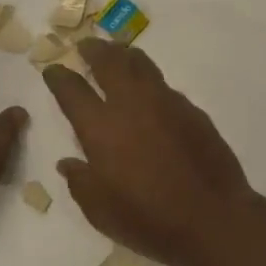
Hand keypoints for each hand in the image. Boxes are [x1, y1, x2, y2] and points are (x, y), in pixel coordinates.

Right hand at [43, 38, 265, 265]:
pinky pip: (164, 86)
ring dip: (124, 55)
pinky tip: (150, 94)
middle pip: (109, 62)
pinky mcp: (192, 110)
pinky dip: (150, 82)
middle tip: (86, 45)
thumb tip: (69, 163)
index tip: (53, 69)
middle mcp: (131, 104)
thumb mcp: (100, 210)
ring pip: (141, 64)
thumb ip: (80, 182)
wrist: (212, 218)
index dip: (59, 77)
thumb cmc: (148, 220)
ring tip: (117, 54)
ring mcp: (165, 102)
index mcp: (101, 127)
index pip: (72, 90)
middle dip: (94, 49)